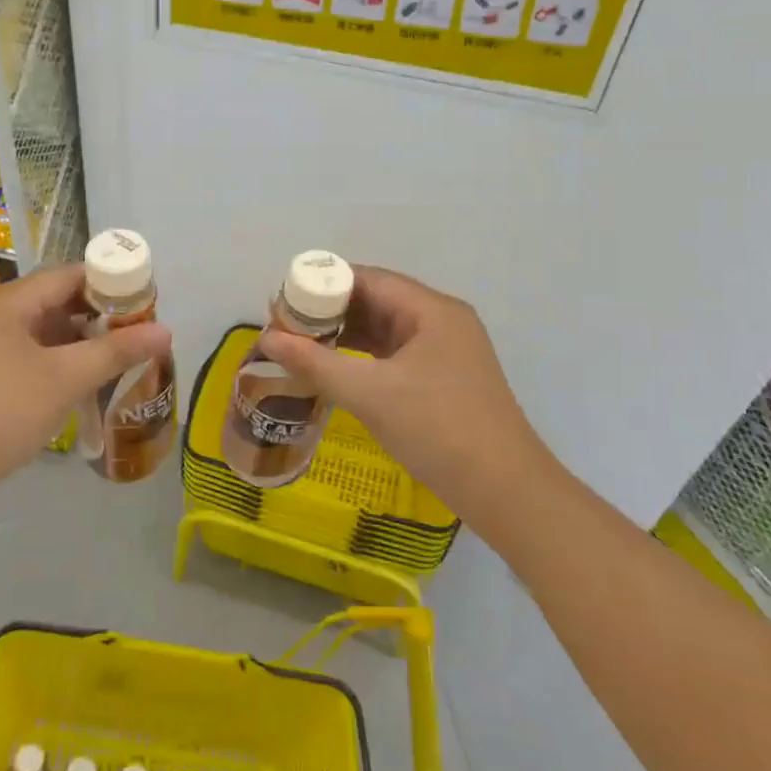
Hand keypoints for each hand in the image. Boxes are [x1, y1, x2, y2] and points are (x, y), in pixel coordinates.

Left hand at [0, 265, 171, 520]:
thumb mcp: (64, 380)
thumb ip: (116, 352)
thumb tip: (166, 331)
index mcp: (5, 302)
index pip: (67, 275)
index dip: (109, 283)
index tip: (145, 301)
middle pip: (52, 301)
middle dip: (96, 316)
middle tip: (135, 335)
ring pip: (38, 331)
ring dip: (76, 342)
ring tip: (114, 359)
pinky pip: (23, 353)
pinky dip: (53, 361)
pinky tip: (76, 382)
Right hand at [259, 266, 546, 528]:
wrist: (504, 490)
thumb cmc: (437, 429)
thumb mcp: (369, 393)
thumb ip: (315, 362)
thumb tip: (266, 337)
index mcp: (432, 310)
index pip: (369, 279)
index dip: (323, 285)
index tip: (284, 301)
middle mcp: (441, 322)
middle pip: (376, 301)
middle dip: (330, 312)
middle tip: (285, 326)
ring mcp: (445, 352)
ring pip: (385, 330)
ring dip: (344, 336)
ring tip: (300, 346)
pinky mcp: (443, 379)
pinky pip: (394, 355)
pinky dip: (363, 358)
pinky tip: (334, 368)